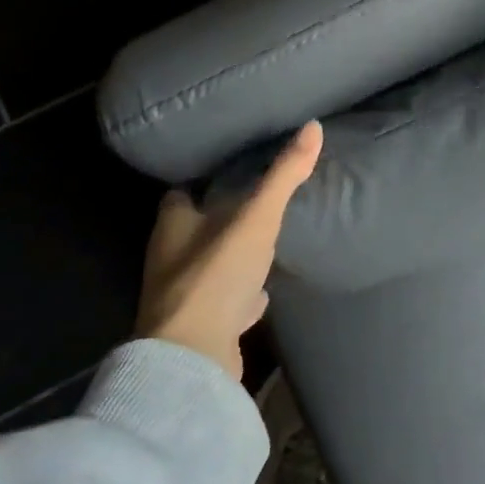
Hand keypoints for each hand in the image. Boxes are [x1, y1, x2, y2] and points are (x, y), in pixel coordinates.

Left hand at [135, 121, 323, 378]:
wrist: (195, 358)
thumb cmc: (216, 274)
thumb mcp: (257, 217)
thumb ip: (284, 174)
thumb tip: (313, 125)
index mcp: (173, 225)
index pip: (181, 194)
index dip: (202, 182)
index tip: (231, 170)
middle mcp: (171, 259)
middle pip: (195, 231)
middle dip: (220, 220)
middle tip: (255, 204)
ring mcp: (184, 298)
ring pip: (210, 268)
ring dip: (232, 259)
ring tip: (263, 243)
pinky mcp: (201, 329)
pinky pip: (223, 304)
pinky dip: (241, 297)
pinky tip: (262, 294)